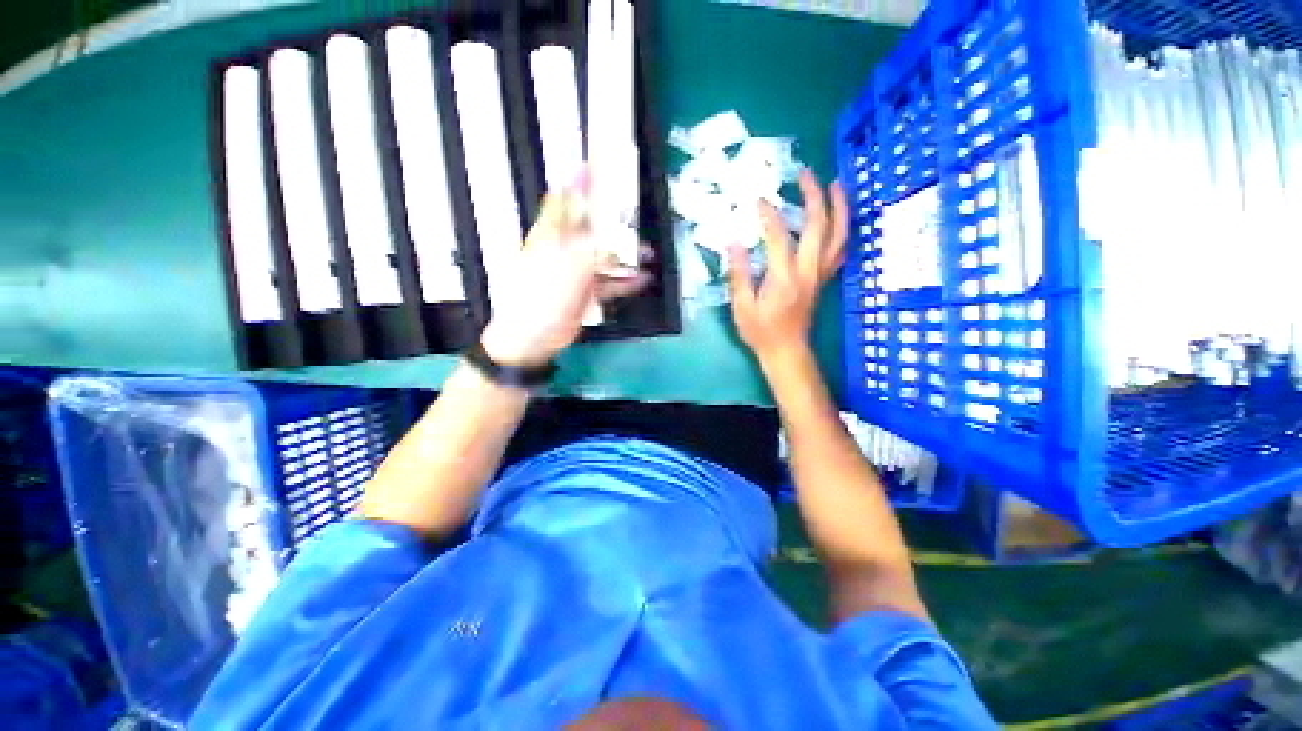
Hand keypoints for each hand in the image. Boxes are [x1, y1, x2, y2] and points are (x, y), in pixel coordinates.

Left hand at [480, 175, 650, 366]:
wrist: (534, 336)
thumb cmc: (542, 295)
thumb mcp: (569, 266)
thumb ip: (594, 250)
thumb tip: (616, 241)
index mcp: (552, 234)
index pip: (565, 200)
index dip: (578, 182)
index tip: (593, 165)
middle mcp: (566, 248)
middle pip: (592, 227)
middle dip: (614, 220)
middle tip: (635, 213)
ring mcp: (577, 271)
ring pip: (605, 255)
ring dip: (625, 254)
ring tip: (647, 252)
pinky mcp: (587, 292)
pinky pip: (610, 282)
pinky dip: (626, 281)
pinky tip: (643, 279)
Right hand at [729, 170, 847, 363]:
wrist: (787, 352)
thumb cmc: (761, 333)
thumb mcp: (742, 307)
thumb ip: (739, 274)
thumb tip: (733, 243)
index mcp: (784, 278)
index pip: (780, 236)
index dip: (769, 215)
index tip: (759, 200)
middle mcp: (808, 272)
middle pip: (819, 226)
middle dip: (815, 196)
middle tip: (806, 174)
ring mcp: (820, 275)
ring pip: (839, 235)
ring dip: (840, 207)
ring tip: (836, 183)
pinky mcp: (824, 279)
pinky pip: (840, 250)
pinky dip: (843, 230)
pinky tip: (839, 218)